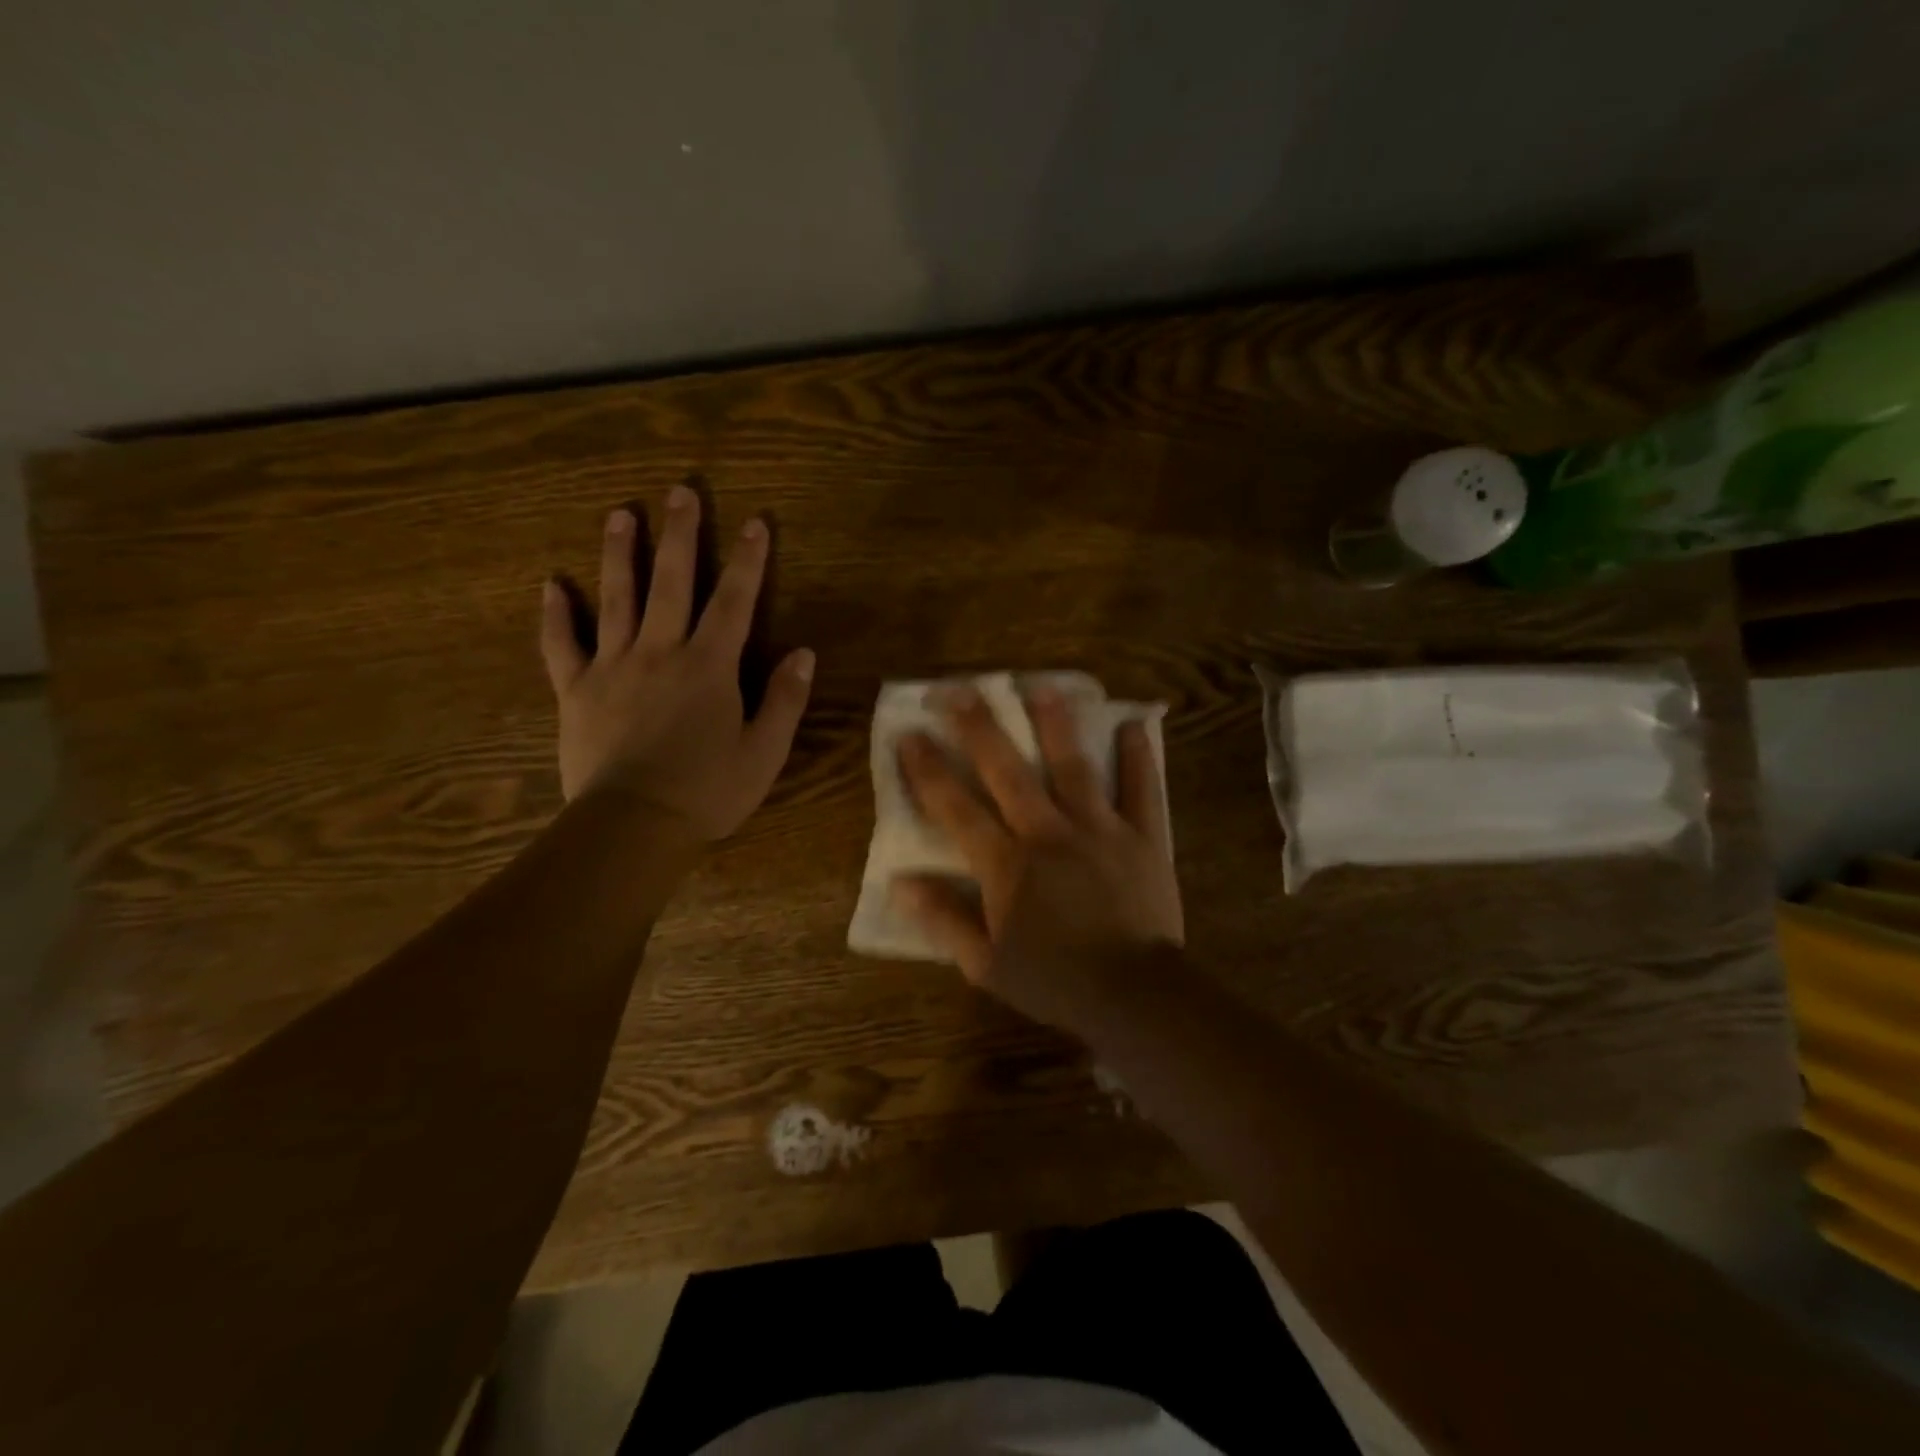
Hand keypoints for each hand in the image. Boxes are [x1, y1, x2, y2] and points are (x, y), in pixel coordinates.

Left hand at [539, 486, 814, 838]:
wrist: (633, 825)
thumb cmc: (708, 791)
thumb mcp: (764, 752)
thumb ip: (785, 699)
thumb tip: (803, 653)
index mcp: (710, 667)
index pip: (734, 601)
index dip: (748, 561)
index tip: (755, 522)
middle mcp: (661, 652)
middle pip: (671, 582)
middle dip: (679, 535)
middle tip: (680, 491)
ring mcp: (613, 668)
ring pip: (616, 599)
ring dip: (619, 554)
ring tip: (620, 514)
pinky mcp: (576, 691)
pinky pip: (562, 646)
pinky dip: (556, 615)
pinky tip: (551, 584)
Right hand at [893, 683, 1183, 1027]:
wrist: (1134, 995)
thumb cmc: (1054, 980)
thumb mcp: (986, 963)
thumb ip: (943, 920)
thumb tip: (901, 885)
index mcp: (1006, 864)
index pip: (956, 808)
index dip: (928, 770)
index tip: (909, 734)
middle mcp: (1047, 833)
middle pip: (1007, 771)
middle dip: (979, 728)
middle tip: (959, 689)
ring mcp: (1099, 829)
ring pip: (1073, 766)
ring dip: (1055, 724)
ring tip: (1042, 686)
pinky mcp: (1142, 836)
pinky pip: (1141, 790)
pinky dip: (1138, 757)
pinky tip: (1133, 725)